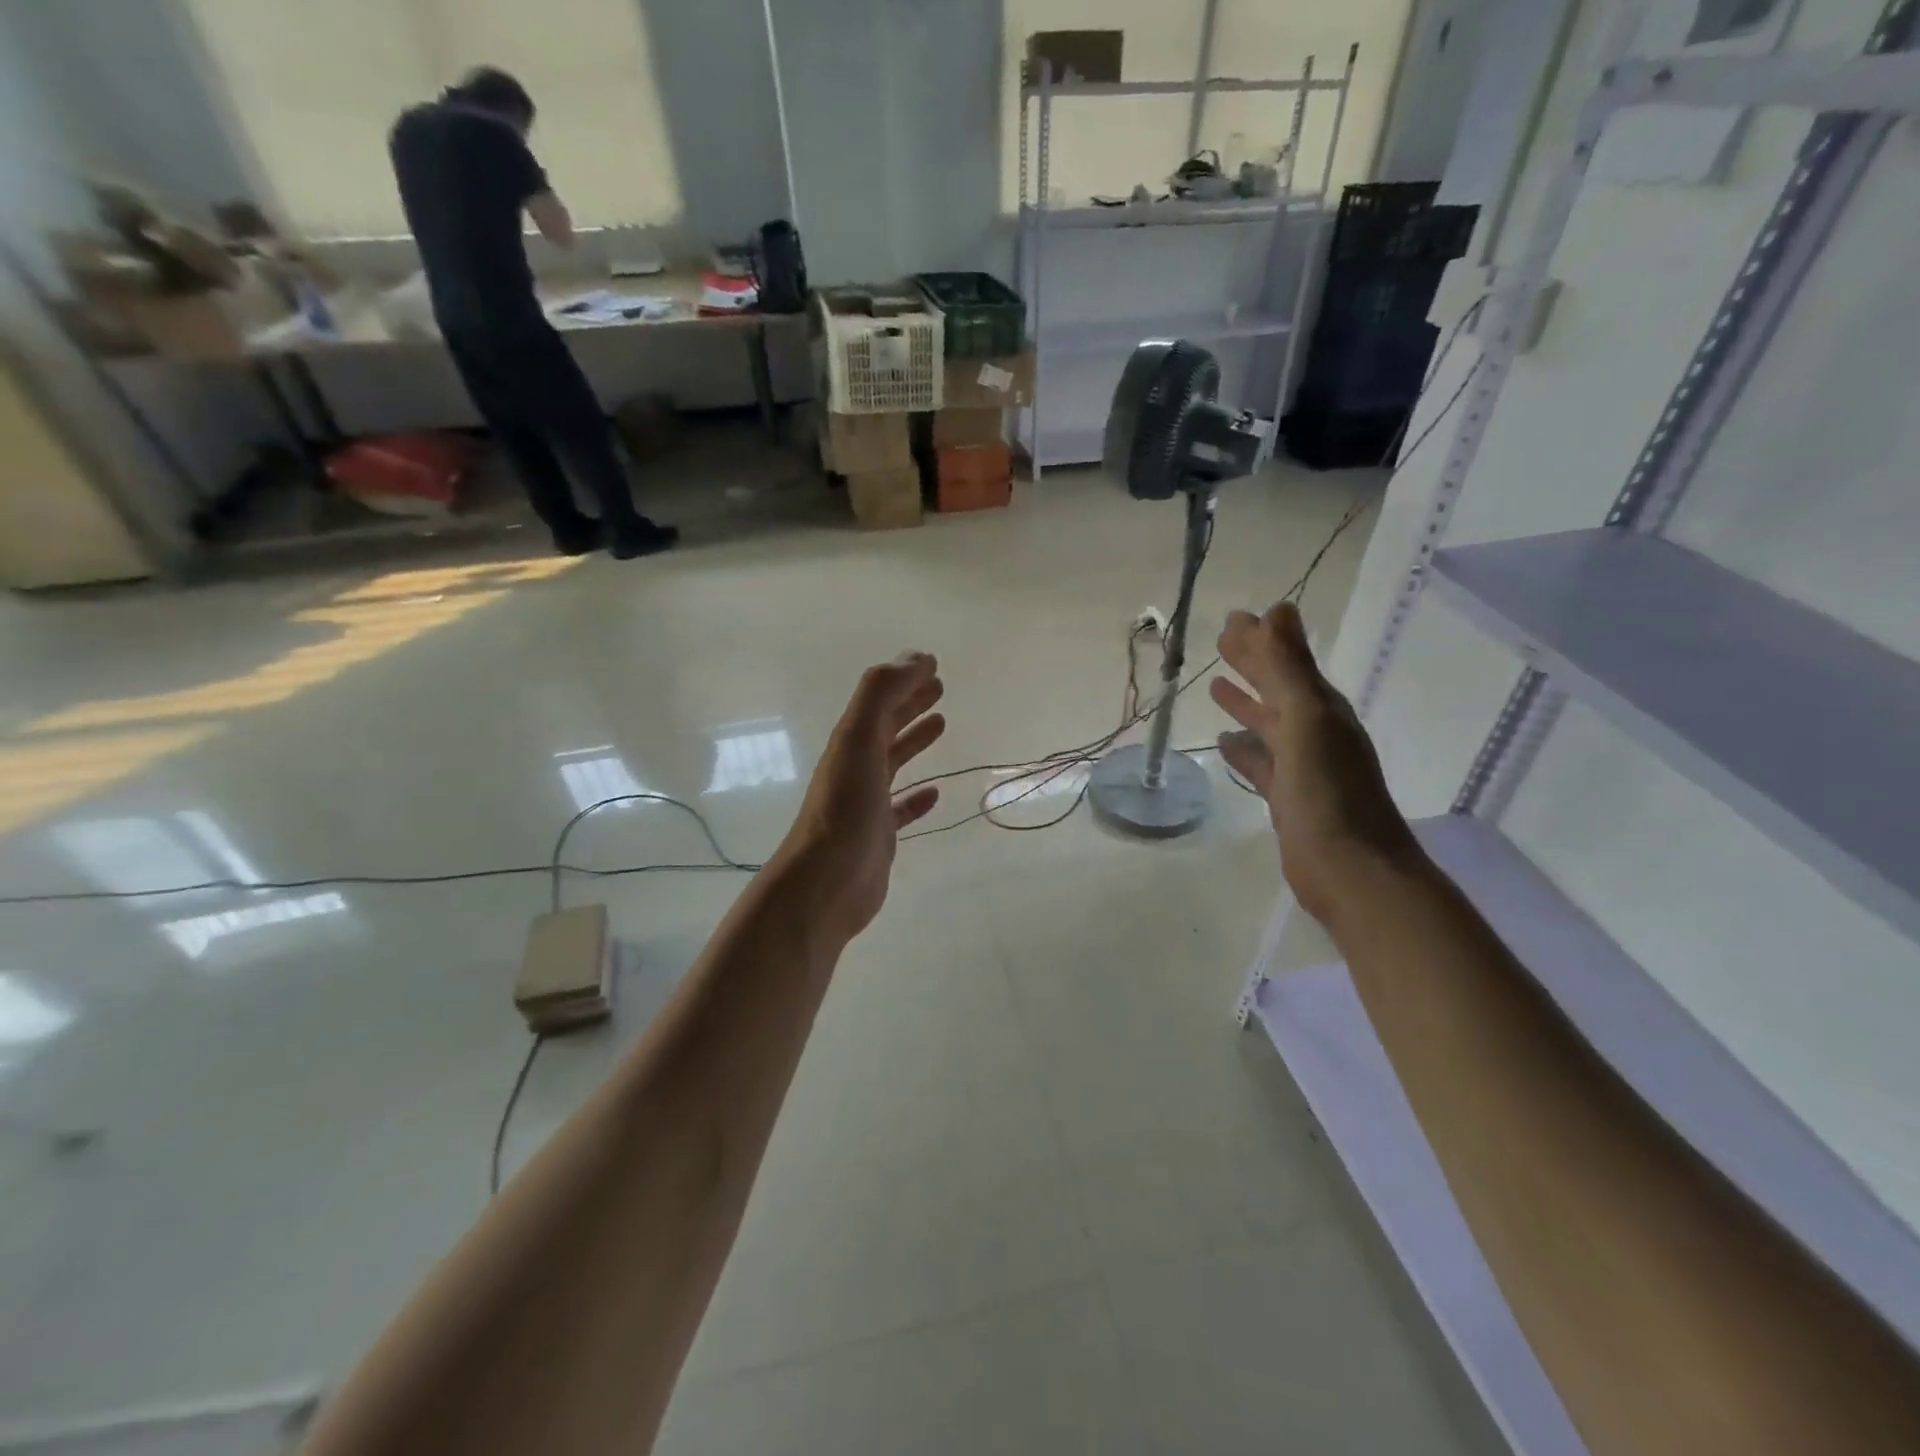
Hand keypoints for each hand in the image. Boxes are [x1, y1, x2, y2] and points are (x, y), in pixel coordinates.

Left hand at [780, 652, 945, 941]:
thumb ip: (881, 695)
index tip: (932, 664)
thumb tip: (916, 658)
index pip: (880, 700)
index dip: (904, 679)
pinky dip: (916, 796)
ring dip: (913, 740)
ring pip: (893, 761)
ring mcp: (866, 802)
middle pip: (885, 726)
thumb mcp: (859, 740)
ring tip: (941, 723)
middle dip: (909, 703)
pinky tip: (934, 793)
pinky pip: (900, 807)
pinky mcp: (879, 835)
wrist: (825, 885)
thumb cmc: (844, 810)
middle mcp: (856, 767)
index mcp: (851, 742)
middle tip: (939, 687)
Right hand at [1211, 603, 1422, 923]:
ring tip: (1216, 685)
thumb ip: (1289, 669)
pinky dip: (1244, 749)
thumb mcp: (1306, 721)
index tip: (1232, 619)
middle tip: (1221, 641)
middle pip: (1278, 689)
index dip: (1262, 641)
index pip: (1287, 664)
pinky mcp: (1288, 798)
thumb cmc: (1328, 792)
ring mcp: (1303, 768)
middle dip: (1253, 664)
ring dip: (1246, 704)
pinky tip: (1224, 743)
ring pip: (1268, 724)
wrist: (1350, 871)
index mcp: (1322, 711)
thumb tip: (1277, 609)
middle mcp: (1315, 733)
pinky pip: (1261, 763)